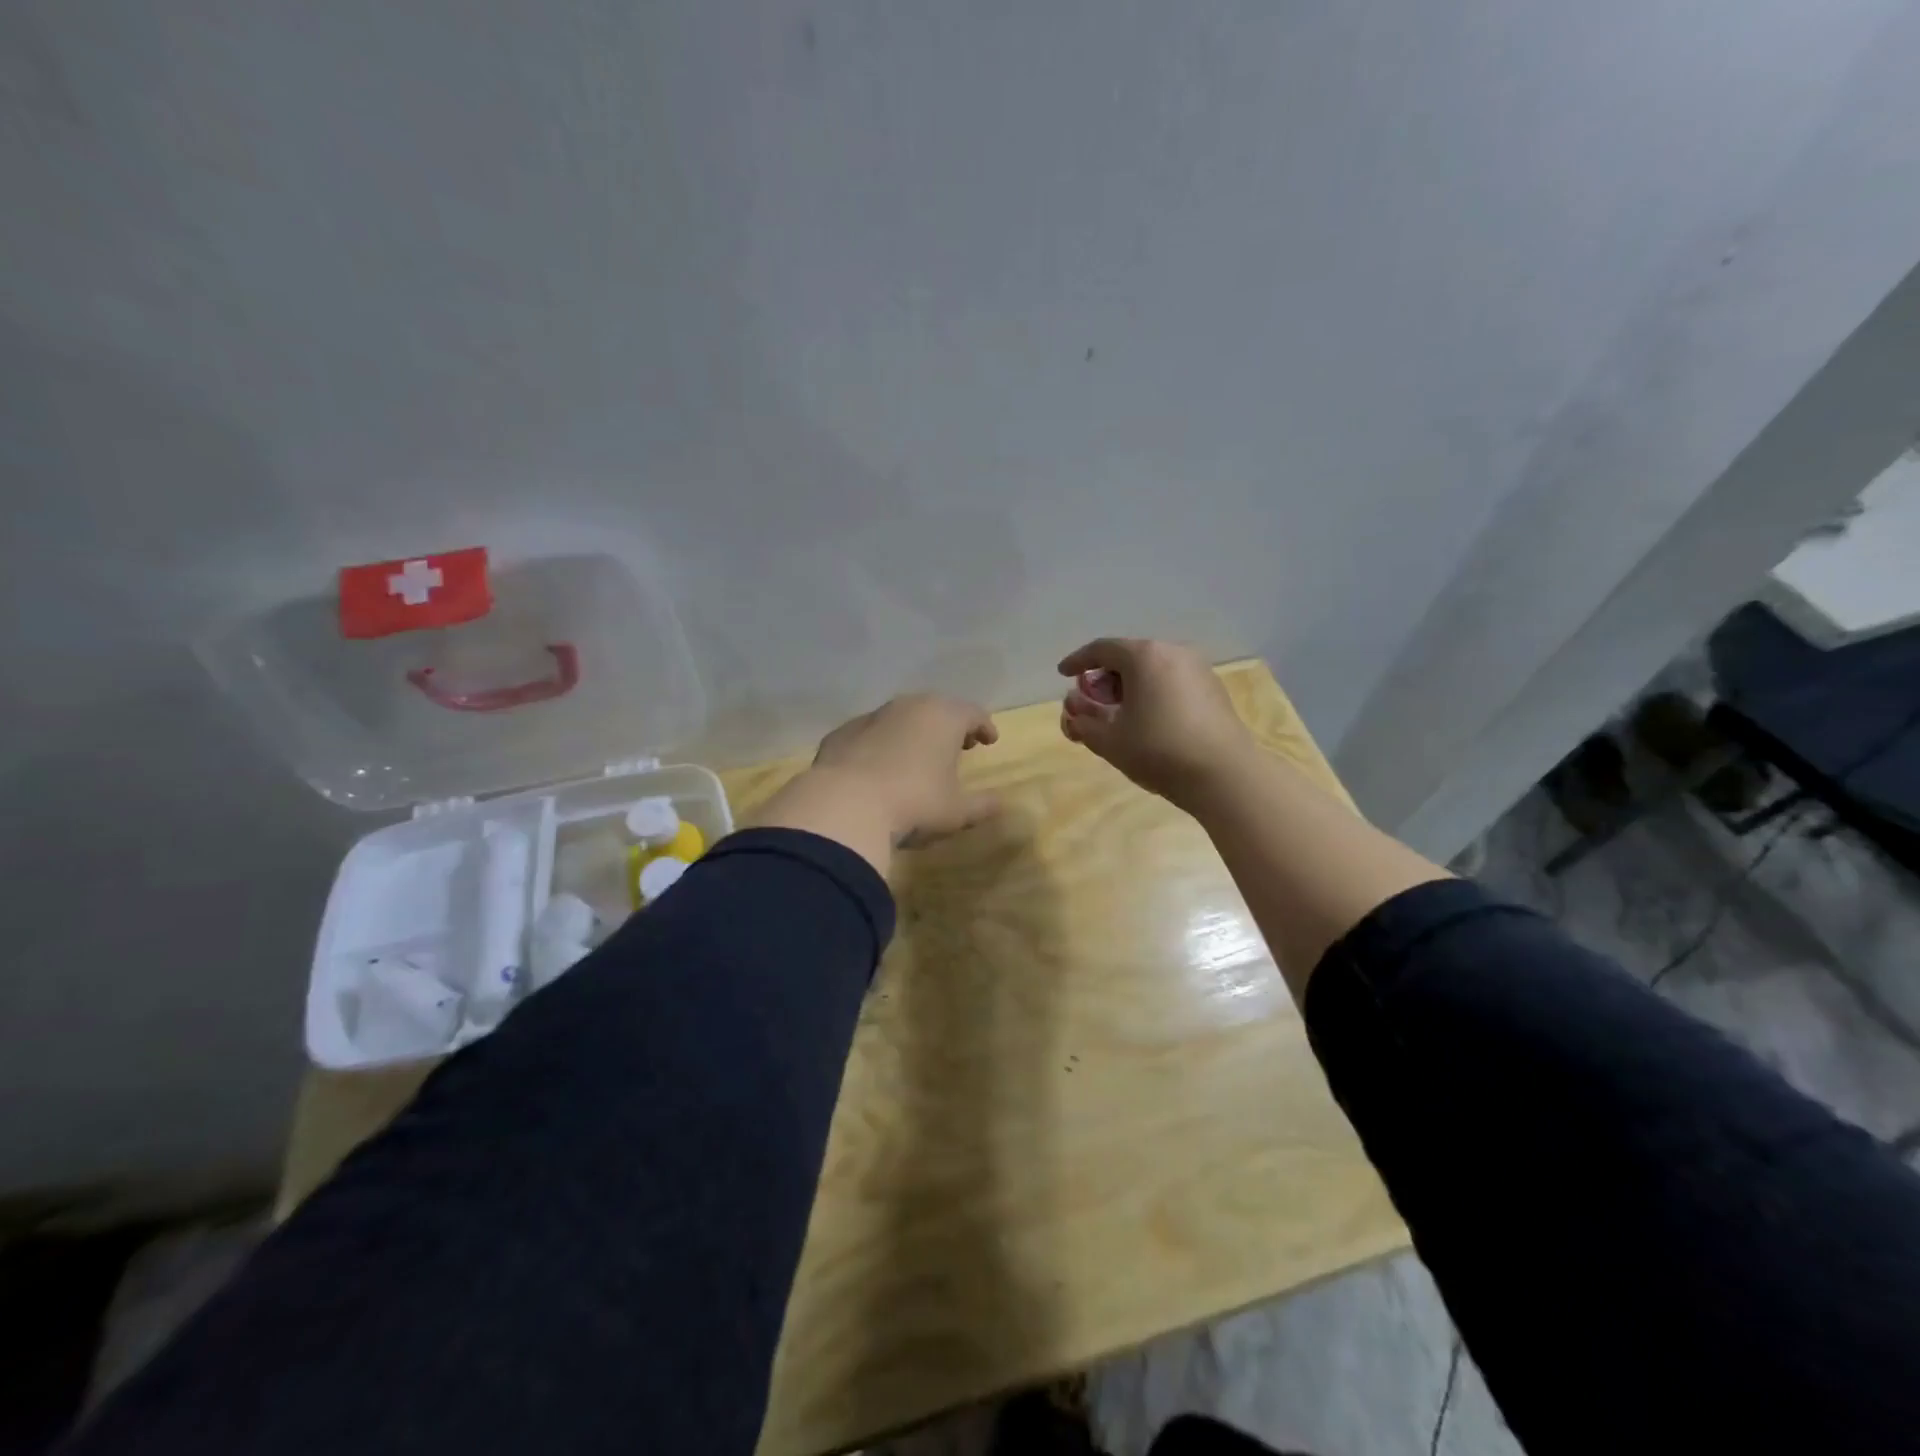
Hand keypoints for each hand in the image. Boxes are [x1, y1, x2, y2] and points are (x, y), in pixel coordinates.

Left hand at [811, 694, 1000, 845]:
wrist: (844, 806)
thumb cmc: (914, 803)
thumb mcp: (956, 812)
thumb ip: (982, 805)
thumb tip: (1000, 803)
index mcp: (943, 717)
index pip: (973, 713)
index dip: (984, 726)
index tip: (990, 740)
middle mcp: (908, 707)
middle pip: (936, 708)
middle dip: (950, 725)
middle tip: (959, 744)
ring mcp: (871, 717)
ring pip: (901, 717)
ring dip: (914, 732)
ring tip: (919, 755)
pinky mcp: (841, 733)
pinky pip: (870, 734)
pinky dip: (881, 744)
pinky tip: (879, 766)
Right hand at [1058, 638, 1255, 808]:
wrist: (1225, 775)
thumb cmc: (1158, 751)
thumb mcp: (1109, 740)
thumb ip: (1083, 720)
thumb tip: (1074, 707)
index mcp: (1144, 656)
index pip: (1101, 649)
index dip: (1077, 661)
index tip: (1063, 674)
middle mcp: (1173, 652)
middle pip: (1128, 657)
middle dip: (1104, 679)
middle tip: (1090, 703)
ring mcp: (1198, 669)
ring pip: (1152, 670)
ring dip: (1128, 688)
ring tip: (1117, 716)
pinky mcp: (1213, 689)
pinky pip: (1171, 682)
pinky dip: (1152, 693)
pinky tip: (1147, 720)